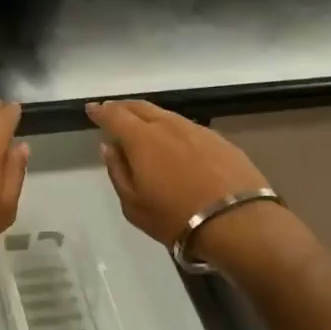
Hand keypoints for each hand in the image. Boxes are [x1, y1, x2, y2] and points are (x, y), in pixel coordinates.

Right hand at [86, 99, 295, 269]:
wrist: (239, 222)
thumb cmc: (176, 217)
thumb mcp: (134, 204)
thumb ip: (118, 171)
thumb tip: (110, 147)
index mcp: (142, 139)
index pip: (114, 116)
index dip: (101, 111)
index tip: (92, 109)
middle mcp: (168, 126)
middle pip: (141, 107)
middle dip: (123, 107)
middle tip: (112, 111)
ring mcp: (198, 130)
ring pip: (166, 115)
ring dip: (149, 116)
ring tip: (141, 124)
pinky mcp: (220, 140)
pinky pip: (187, 127)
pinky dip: (173, 129)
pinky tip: (174, 141)